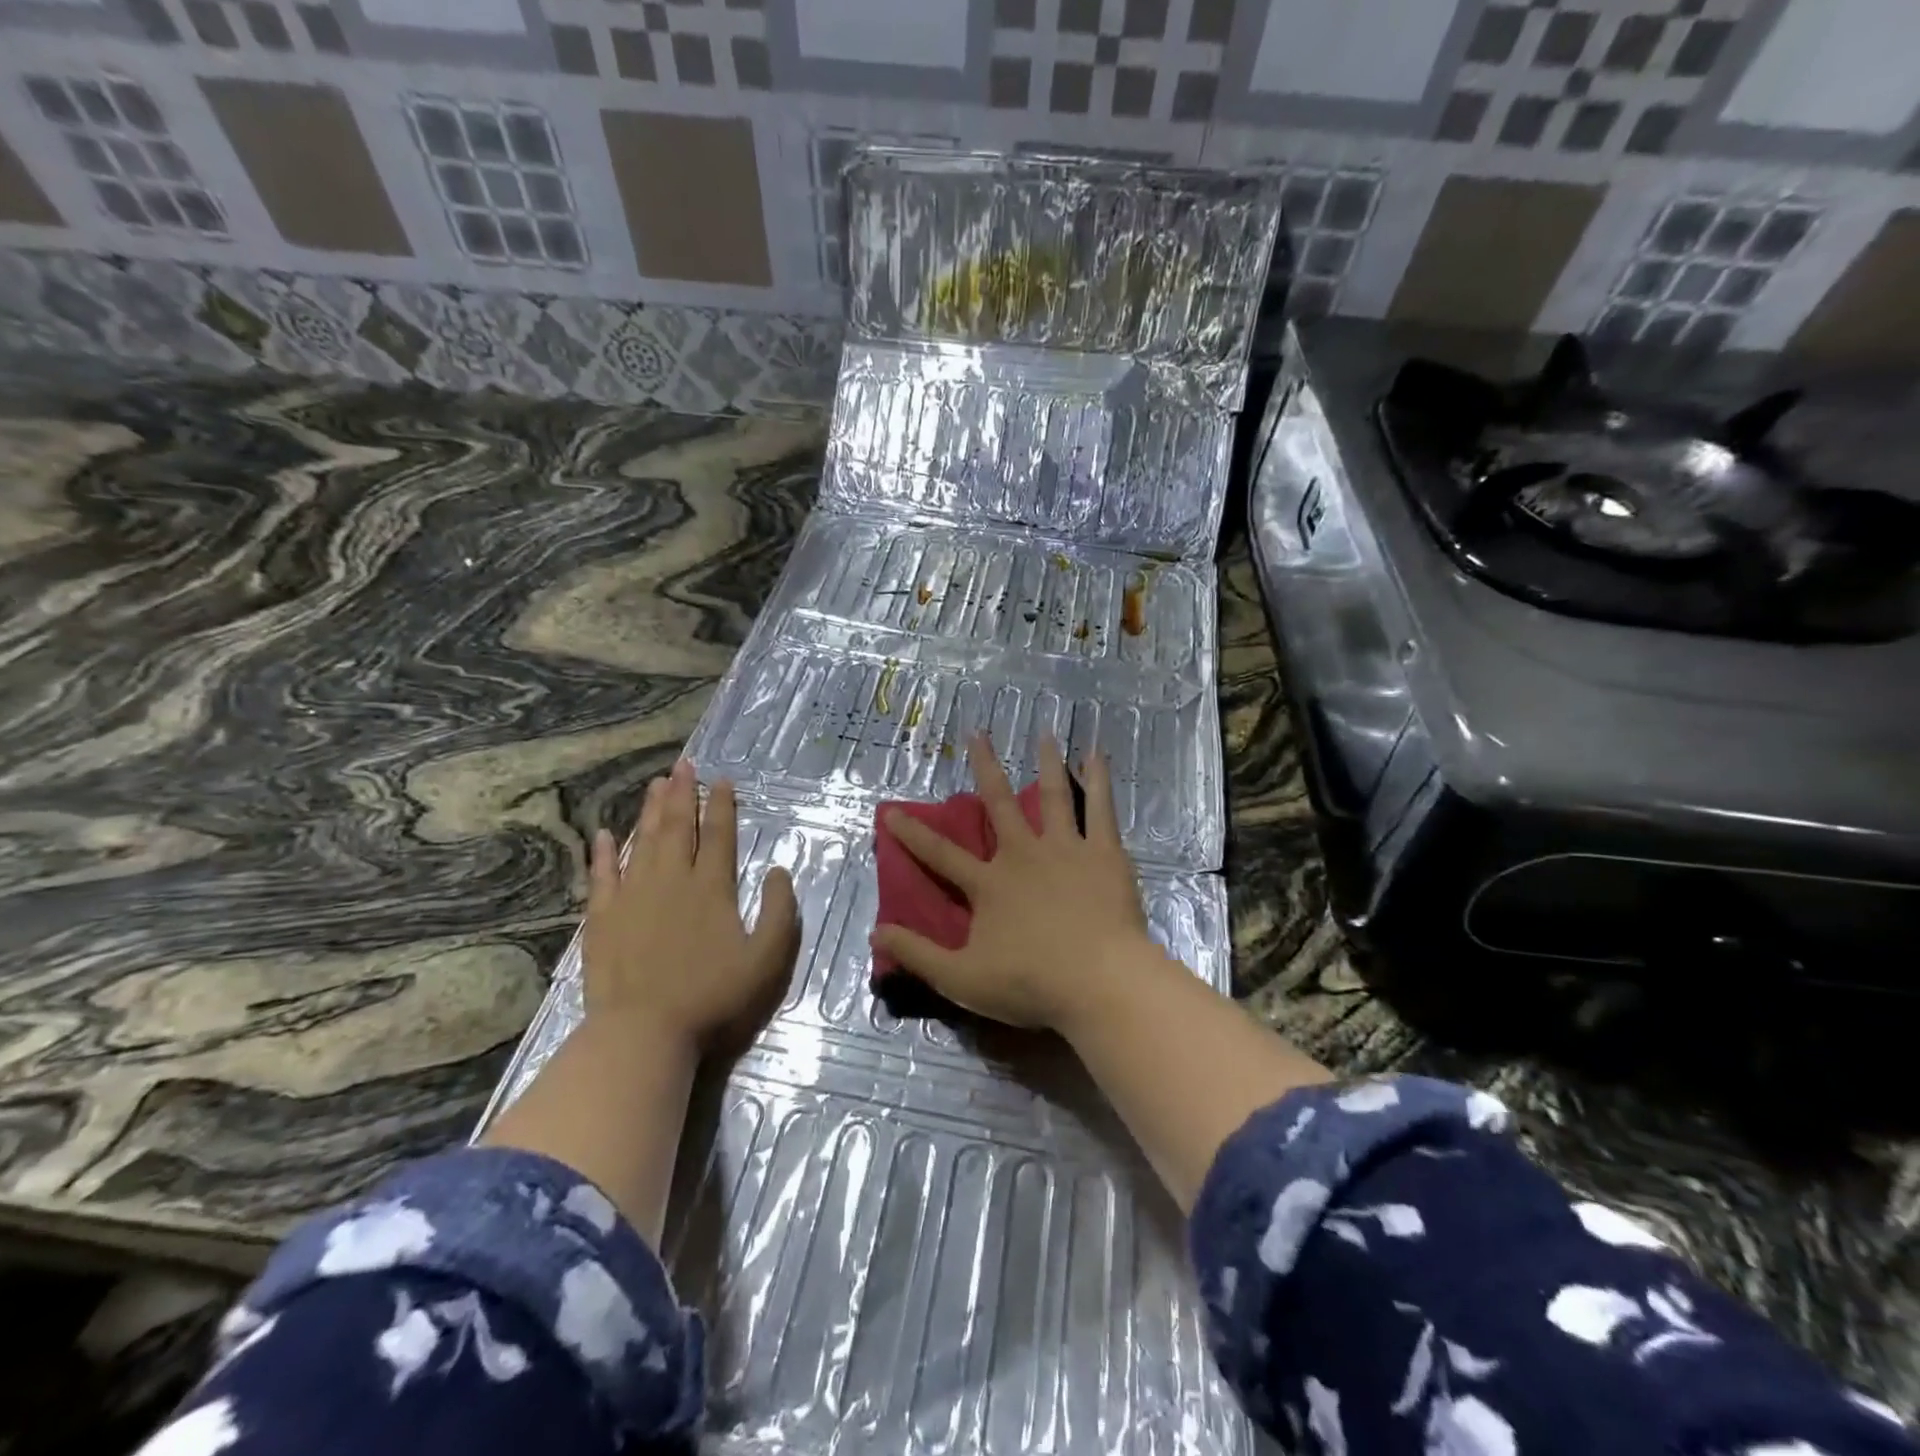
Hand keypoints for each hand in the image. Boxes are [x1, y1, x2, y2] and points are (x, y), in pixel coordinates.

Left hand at [584, 759, 800, 1054]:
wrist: (644, 1032)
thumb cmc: (713, 996)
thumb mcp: (767, 958)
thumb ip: (780, 911)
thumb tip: (779, 870)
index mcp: (712, 887)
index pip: (719, 835)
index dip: (722, 805)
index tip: (722, 779)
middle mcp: (672, 880)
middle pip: (678, 827)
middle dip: (683, 793)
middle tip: (684, 764)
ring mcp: (632, 896)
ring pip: (642, 841)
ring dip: (650, 810)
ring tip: (656, 784)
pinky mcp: (602, 917)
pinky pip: (602, 874)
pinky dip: (604, 852)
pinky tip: (604, 833)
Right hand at [870, 733, 1160, 1031]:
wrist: (1100, 982)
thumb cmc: (1032, 983)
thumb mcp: (962, 979)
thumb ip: (917, 955)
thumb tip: (875, 934)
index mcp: (990, 884)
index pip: (941, 854)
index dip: (912, 834)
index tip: (890, 811)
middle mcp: (1023, 854)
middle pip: (999, 802)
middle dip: (985, 767)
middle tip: (977, 734)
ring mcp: (1065, 849)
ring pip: (1053, 796)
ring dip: (1047, 763)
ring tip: (1045, 732)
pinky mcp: (1103, 853)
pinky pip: (1101, 808)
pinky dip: (1099, 778)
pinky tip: (1098, 753)